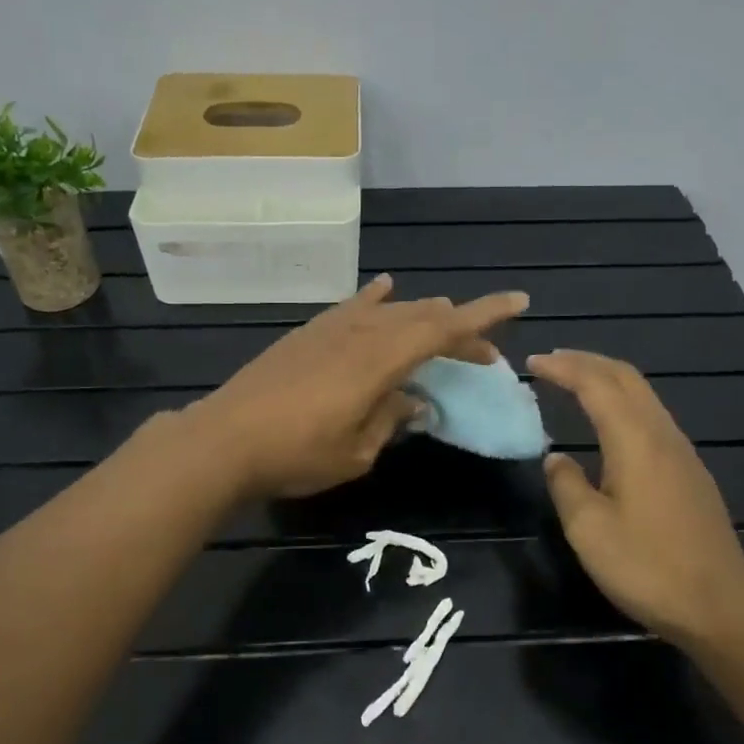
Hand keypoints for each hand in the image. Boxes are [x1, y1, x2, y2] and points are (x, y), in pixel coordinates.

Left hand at [187, 274, 529, 499]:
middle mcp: (361, 332)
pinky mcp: (308, 333)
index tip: (519, 302)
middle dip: (459, 331)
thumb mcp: (357, 451)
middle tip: (484, 355)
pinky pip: (352, 306)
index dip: (484, 316)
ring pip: (390, 310)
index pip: (443, 329)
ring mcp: (330, 328)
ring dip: (423, 316)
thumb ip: (392, 419)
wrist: (223, 439)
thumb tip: (414, 403)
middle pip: (422, 318)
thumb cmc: (296, 455)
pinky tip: (386, 288)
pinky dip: (375, 298)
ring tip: (445, 323)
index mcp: (380, 360)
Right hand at [527, 349, 743, 648]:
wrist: (721, 607)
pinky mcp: (691, 473)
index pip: (595, 384)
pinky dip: (622, 402)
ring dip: (607, 379)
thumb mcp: (589, 529)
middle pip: (626, 377)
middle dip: (587, 361)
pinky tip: (609, 424)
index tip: (532, 362)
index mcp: (635, 440)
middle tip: (551, 361)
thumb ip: (566, 485)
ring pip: (643, 395)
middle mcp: (662, 435)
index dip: (562, 368)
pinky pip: (651, 416)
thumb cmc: (647, 566)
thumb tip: (557, 458)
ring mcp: (682, 453)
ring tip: (575, 382)